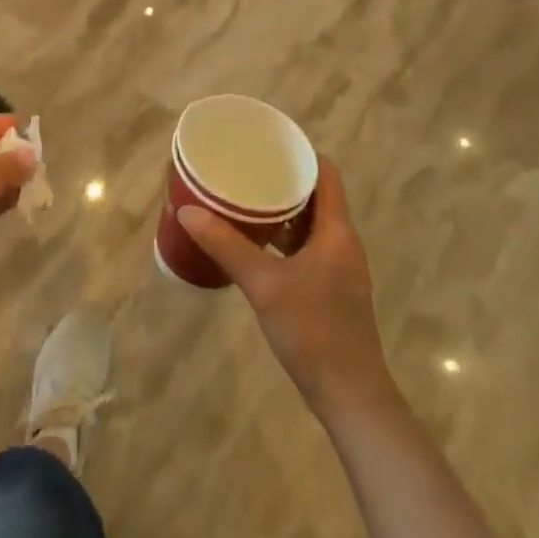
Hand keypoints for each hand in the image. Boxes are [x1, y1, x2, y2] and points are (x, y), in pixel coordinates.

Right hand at [180, 159, 396, 419]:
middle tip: (245, 168)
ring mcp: (338, 268)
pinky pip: (306, 248)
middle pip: (316, 195)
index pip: (325, 173)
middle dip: (282, 179)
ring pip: (310, 224)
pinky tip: (254, 243)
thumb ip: (226, 245)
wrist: (350, 395)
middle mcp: (342, 242)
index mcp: (337, 231)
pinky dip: (282, 238)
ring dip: (281, 210)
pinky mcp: (330, 289)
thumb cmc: (313, 331)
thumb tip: (187, 210)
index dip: (300, 152)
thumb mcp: (264, 284)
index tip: (267, 142)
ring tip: (243, 198)